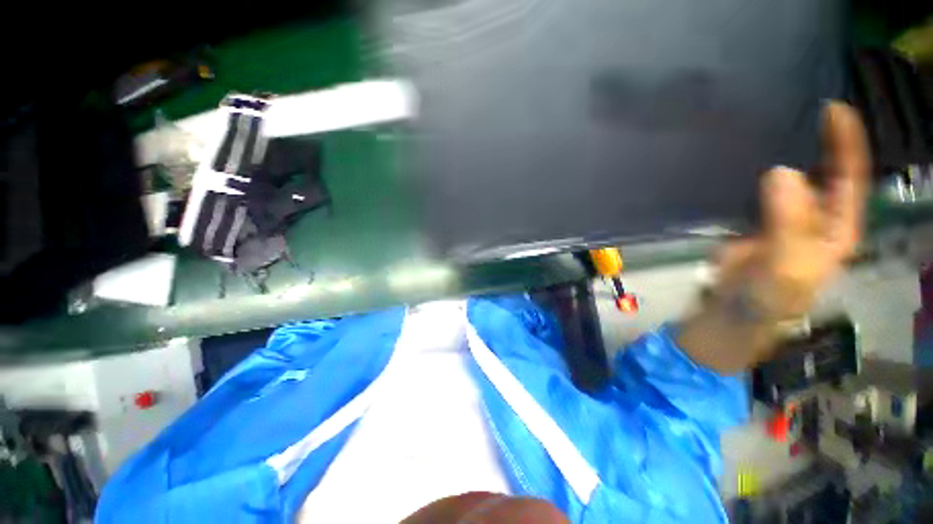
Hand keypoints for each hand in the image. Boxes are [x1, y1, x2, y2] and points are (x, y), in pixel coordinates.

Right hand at [678, 101, 870, 372]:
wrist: (733, 310)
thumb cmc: (769, 296)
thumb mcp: (787, 264)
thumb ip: (788, 222)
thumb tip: (780, 171)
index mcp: (836, 227)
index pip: (849, 179)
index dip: (845, 144)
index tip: (832, 109)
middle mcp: (815, 215)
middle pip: (822, 171)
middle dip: (817, 140)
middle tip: (797, 107)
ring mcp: (783, 216)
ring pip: (788, 178)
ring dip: (782, 152)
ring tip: (769, 124)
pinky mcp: (753, 219)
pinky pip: (757, 190)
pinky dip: (752, 173)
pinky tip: (742, 157)